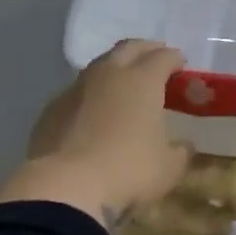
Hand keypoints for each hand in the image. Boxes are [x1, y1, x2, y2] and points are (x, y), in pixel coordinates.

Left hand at [0, 41, 193, 228]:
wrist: (66, 186)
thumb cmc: (128, 171)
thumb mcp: (168, 168)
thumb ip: (180, 151)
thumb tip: (182, 144)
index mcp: (142, 81)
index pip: (163, 57)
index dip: (174, 58)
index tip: (181, 64)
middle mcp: (109, 74)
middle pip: (129, 48)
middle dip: (145, 50)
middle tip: (155, 58)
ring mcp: (76, 89)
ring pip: (99, 66)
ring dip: (115, 68)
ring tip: (124, 83)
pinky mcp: (52, 108)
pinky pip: (78, 91)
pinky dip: (92, 94)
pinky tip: (94, 110)